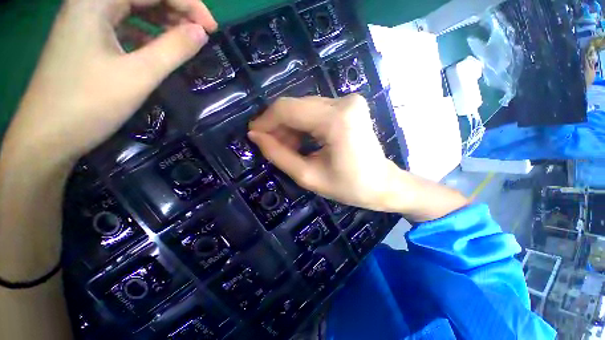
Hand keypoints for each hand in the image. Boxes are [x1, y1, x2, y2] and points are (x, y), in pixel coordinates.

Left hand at [3, 0, 216, 163]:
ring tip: (187, 38)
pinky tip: (159, 47)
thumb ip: (173, 49)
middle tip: (202, 33)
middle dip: (176, 10)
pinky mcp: (86, 41)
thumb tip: (201, 33)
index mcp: (95, 2)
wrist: (47, 137)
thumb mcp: (138, 75)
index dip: (187, 4)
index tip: (212, 28)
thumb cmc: (88, 104)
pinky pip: (123, 27)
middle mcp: (88, 4)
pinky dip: (146, 33)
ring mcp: (85, 23)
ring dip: (162, 20)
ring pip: (132, 10)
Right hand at [248, 95, 400, 211]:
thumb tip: (255, 136)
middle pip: (295, 107)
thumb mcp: (308, 176)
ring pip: (304, 108)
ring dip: (290, 127)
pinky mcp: (349, 106)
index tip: (254, 135)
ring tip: (288, 148)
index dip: (266, 121)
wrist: (383, 184)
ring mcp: (348, 101)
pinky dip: (303, 125)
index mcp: (336, 120)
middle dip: (278, 126)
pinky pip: (315, 111)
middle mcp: (344, 102)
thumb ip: (279, 155)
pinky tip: (301, 142)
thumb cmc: (349, 187)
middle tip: (271, 147)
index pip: (287, 109)